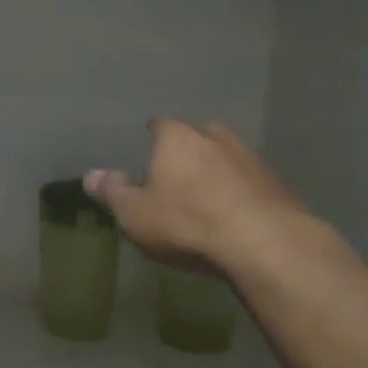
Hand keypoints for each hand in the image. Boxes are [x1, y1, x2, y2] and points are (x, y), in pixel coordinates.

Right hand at [83, 119, 337, 277]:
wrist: (264, 243)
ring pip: (227, 156)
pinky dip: (241, 191)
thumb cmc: (187, 222)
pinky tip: (236, 215)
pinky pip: (250, 181)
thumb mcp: (135, 214)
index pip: (159, 125)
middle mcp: (214, 136)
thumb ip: (113, 191)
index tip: (147, 155)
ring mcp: (250, 157)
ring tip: (207, 197)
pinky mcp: (277, 182)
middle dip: (187, 151)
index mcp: (176, 137)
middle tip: (176, 176)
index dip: (151, 138)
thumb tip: (90, 174)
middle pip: (197, 136)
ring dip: (217, 171)